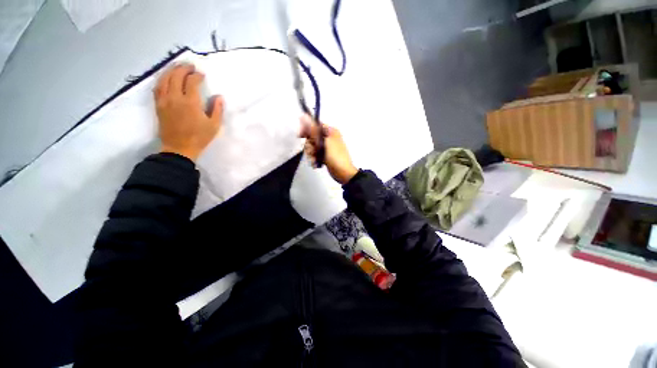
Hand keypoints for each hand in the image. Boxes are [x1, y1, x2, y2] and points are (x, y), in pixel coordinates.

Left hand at [154, 63, 223, 161]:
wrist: (179, 148)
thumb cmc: (199, 137)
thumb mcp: (214, 126)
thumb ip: (217, 110)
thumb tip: (219, 97)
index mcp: (191, 103)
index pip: (192, 82)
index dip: (197, 76)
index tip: (202, 75)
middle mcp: (175, 98)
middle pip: (176, 76)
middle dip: (183, 68)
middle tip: (190, 66)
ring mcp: (164, 101)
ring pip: (164, 79)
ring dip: (171, 70)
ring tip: (177, 67)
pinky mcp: (158, 105)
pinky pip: (157, 88)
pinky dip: (162, 79)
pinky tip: (166, 77)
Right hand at [299, 114, 357, 184]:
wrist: (343, 173)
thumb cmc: (336, 156)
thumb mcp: (324, 142)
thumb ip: (313, 131)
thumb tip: (304, 116)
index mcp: (330, 131)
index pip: (315, 125)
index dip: (307, 130)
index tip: (301, 136)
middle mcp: (328, 137)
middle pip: (312, 137)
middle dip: (310, 146)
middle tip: (313, 151)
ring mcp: (326, 147)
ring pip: (312, 147)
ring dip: (311, 154)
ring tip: (315, 159)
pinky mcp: (324, 155)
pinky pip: (315, 154)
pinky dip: (314, 159)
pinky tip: (316, 163)